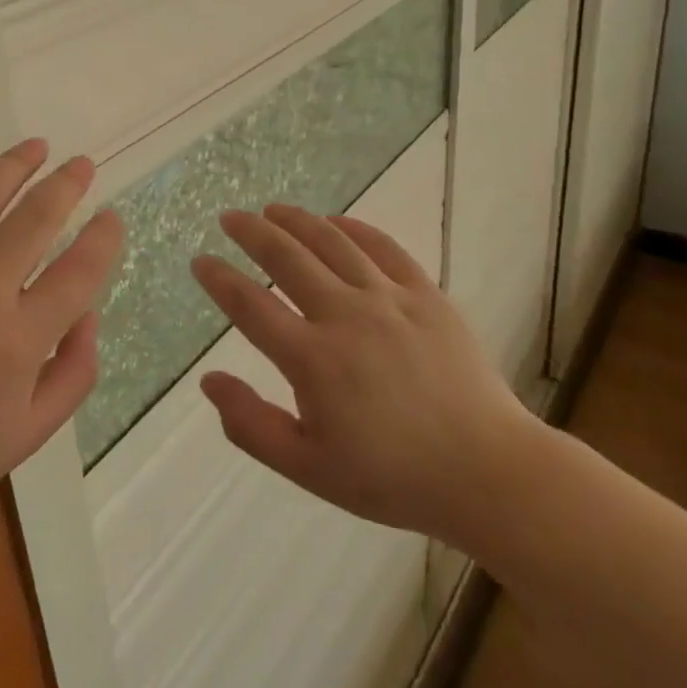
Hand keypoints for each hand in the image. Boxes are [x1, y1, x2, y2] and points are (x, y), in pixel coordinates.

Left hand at [0, 140, 122, 540]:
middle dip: (67, 184)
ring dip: (14, 165)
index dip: (103, 238)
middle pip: (36, 218)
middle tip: (81, 165)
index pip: (79, 270)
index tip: (110, 218)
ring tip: (36, 147)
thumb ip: (74, 374)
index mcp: (17, 341)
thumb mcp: (27, 435)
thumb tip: (87, 313)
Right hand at [192, 204, 539, 547]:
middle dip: (251, 232)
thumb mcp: (309, 469)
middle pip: (286, 257)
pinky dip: (353, 227)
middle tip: (230, 217)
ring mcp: (389, 299)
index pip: (250, 306)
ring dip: (296, 220)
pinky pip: (383, 246)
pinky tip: (334, 222)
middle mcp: (345, 316)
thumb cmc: (391, 478)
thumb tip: (208, 380)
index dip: (219, 279)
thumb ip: (251, 425)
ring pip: (331, 242)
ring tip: (273, 209)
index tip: (200, 261)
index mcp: (313, 360)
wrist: (486, 472)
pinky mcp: (425, 293)